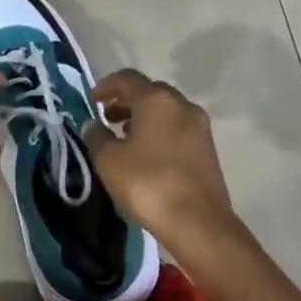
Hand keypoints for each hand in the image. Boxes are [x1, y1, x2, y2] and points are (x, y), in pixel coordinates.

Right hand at [82, 70, 237, 253]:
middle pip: (150, 91)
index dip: (106, 86)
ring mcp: (199, 126)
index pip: (127, 79)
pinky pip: (178, 127)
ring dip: (144, 116)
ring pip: (167, 110)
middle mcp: (182, 105)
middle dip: (127, 101)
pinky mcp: (208, 148)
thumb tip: (93, 124)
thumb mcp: (109, 161)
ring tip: (125, 136)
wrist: (197, 221)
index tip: (92, 101)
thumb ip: (97, 137)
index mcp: (156, 100)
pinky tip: (148, 153)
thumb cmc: (147, 184)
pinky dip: (160, 130)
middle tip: (108, 118)